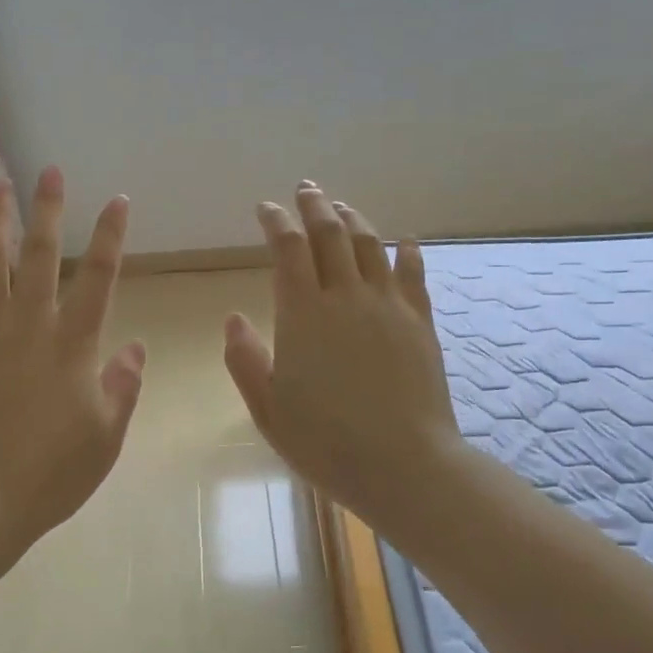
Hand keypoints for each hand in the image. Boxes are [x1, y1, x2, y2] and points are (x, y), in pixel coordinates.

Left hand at [0, 166, 144, 569]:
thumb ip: (123, 387)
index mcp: (73, 344)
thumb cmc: (50, 474)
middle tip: (51, 171)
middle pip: (40, 255)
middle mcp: (28, 325)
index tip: (118, 200)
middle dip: (49, 210)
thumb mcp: (105, 437)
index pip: (99, 278)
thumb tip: (135, 346)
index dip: (111, 236)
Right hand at [224, 181, 461, 529]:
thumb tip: (232, 319)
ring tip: (342, 207)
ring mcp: (388, 306)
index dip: (275, 221)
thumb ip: (246, 360)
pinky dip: (405, 251)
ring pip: (370, 245)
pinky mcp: (420, 322)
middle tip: (305, 189)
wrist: (403, 464)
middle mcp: (346, 297)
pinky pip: (413, 274)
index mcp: (303, 314)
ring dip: (354, 219)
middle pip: (330, 234)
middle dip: (315, 206)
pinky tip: (403, 241)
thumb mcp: (268, 408)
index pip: (287, 249)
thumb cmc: (324, 441)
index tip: (265, 207)